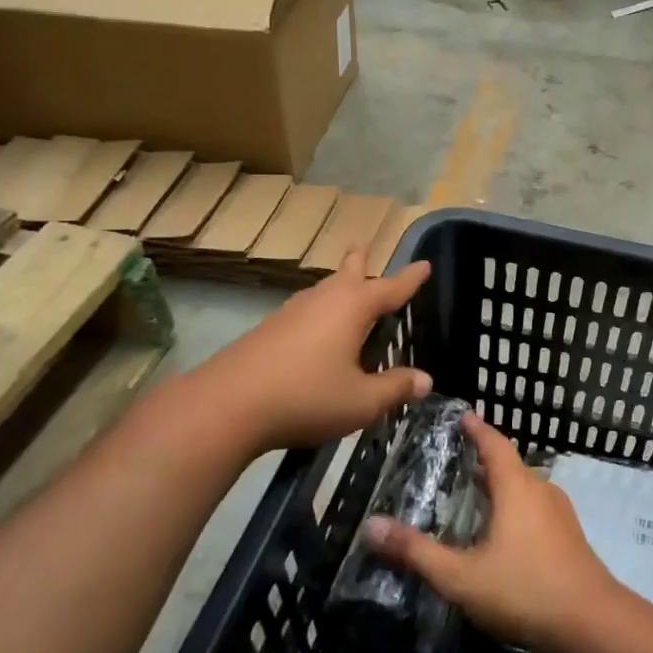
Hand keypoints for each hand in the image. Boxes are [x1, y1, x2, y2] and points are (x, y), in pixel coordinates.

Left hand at [196, 250, 432, 455]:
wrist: (227, 405)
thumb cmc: (306, 397)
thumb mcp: (361, 401)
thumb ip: (395, 388)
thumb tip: (425, 380)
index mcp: (352, 308)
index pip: (390, 288)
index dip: (410, 279)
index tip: (424, 265)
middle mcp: (323, 300)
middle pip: (347, 273)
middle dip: (360, 262)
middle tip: (364, 247)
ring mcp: (291, 312)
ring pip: (322, 290)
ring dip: (337, 285)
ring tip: (345, 288)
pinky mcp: (268, 330)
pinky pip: (305, 310)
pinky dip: (319, 310)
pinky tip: (315, 330)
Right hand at [362, 414, 621, 652]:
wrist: (593, 624)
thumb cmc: (524, 590)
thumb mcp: (461, 576)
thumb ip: (416, 552)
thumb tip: (370, 526)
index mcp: (517, 487)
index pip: (495, 444)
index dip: (477, 430)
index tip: (462, 417)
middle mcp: (542, 490)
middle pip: (509, 466)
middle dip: (483, 464)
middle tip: (455, 466)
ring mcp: (561, 514)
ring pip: (525, 489)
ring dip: (501, 488)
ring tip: (474, 500)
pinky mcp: (571, 538)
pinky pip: (536, 509)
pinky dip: (515, 509)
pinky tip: (503, 535)